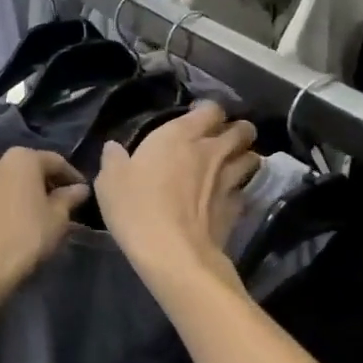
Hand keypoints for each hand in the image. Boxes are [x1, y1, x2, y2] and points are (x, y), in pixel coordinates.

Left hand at [0, 148, 89, 302]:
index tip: (80, 191)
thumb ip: (69, 198)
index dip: (70, 176)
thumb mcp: (58, 220)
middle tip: (52, 205)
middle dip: (37, 184)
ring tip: (20, 218)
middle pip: (21, 170)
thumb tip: (78, 188)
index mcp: (20, 160)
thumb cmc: (26, 239)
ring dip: (9, 196)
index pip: (53, 161)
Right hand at [95, 102, 259, 281]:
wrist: (173, 254)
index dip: (207, 111)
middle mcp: (212, 151)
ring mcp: (230, 180)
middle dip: (237, 131)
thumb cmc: (137, 208)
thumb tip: (114, 148)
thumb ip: (114, 160)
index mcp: (181, 135)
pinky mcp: (237, 208)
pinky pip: (245, 190)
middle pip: (243, 129)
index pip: (211, 109)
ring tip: (231, 166)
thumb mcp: (110, 181)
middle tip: (222, 140)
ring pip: (252, 158)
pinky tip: (226, 199)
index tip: (196, 118)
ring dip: (244, 158)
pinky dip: (239, 191)